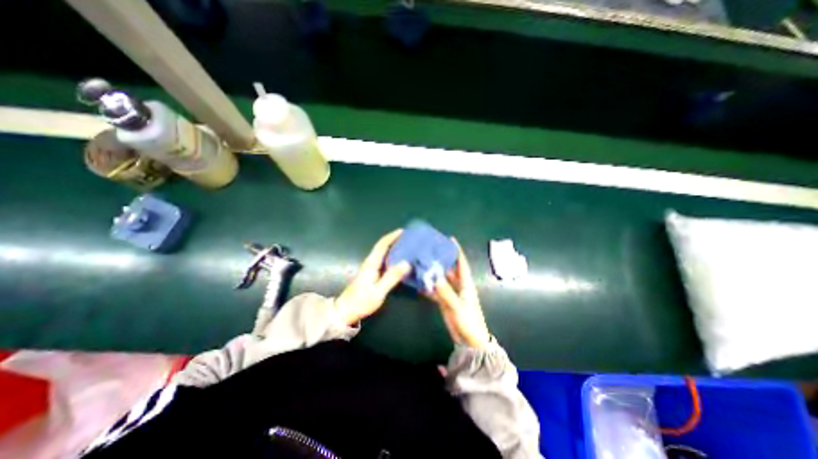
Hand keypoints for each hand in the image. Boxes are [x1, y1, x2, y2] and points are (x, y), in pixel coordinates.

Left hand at [333, 231, 411, 323]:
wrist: (345, 311)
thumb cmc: (361, 301)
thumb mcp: (378, 291)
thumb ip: (392, 277)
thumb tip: (406, 263)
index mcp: (371, 264)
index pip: (382, 245)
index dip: (392, 236)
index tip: (403, 231)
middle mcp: (370, 262)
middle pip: (382, 246)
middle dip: (394, 239)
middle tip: (409, 238)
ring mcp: (370, 267)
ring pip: (383, 252)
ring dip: (393, 247)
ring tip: (407, 246)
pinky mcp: (371, 273)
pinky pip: (383, 259)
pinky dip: (392, 255)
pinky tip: (400, 260)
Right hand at [429, 241, 491, 349]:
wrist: (470, 341)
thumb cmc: (468, 321)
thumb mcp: (457, 306)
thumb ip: (445, 292)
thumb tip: (433, 276)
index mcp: (466, 283)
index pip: (461, 263)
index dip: (457, 251)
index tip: (450, 239)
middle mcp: (459, 286)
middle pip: (450, 269)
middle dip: (442, 259)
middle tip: (430, 250)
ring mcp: (452, 294)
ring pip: (442, 279)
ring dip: (434, 273)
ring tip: (422, 263)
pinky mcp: (446, 302)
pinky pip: (436, 291)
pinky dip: (429, 287)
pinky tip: (420, 284)